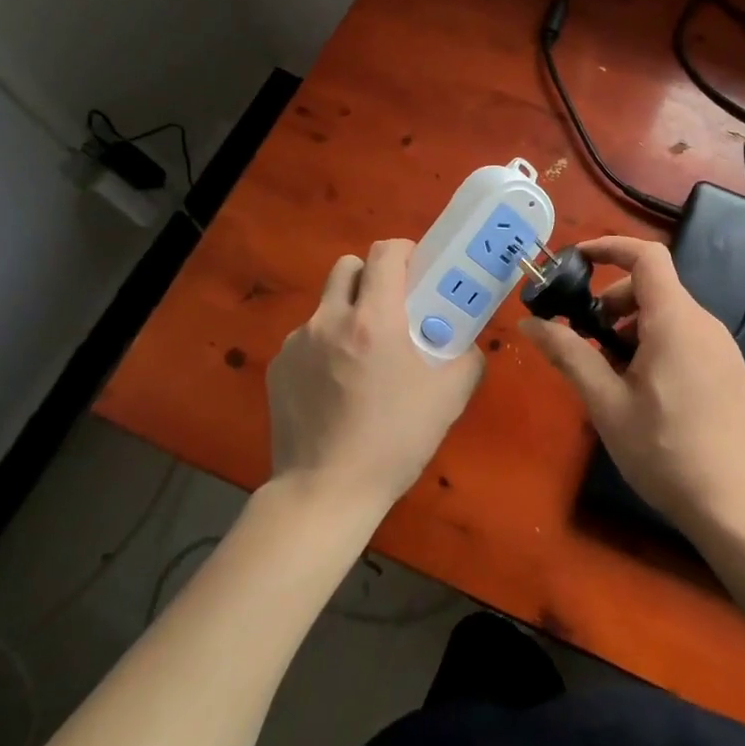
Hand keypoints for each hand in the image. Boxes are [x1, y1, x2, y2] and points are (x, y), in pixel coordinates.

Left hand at [267, 239, 483, 512]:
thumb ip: (466, 358)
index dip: (404, 252)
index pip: (385, 253)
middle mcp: (330, 319)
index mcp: (374, 320)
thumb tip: (465, 343)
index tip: (417, 272)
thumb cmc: (394, 441)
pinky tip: (335, 388)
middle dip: (372, 277)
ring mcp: (297, 343)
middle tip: (391, 309)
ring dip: (347, 314)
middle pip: (348, 267)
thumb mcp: (449, 398)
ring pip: (327, 305)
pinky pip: (307, 339)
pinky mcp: (278, 368)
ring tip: (362, 358)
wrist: (326, 492)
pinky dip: (324, 348)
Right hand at [520, 235, 744, 535]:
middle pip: (653, 287)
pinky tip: (642, 389)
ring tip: (610, 371)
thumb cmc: (664, 451)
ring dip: (632, 326)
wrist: (735, 505)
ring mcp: (721, 347)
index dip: (610, 248)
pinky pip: (685, 336)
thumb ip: (569, 355)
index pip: (647, 257)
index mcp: (675, 321)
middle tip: (587, 338)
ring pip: (668, 314)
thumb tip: (529, 324)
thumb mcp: (606, 404)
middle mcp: (703, 323)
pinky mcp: (728, 369)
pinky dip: (655, 342)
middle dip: (613, 301)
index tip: (577, 261)